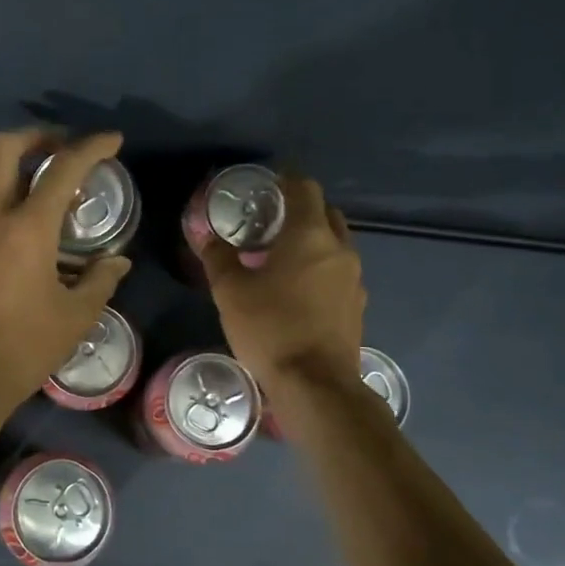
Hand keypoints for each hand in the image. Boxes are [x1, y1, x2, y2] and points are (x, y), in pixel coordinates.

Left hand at [0, 128, 132, 417]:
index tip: (111, 140)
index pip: (63, 169)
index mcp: (28, 229)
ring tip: (19, 175)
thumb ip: (100, 281)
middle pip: (3, 148)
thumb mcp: (76, 317)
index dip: (92, 147)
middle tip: (58, 148)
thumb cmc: (24, 348)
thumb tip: (117, 261)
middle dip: (36, 136)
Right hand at [201, 174, 364, 405]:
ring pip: (335, 244)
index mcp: (310, 236)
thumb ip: (218, 257)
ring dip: (312, 241)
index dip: (286, 179)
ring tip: (281, 256)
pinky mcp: (357, 306)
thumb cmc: (270, 329)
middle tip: (270, 220)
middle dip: (301, 209)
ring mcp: (354, 279)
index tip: (267, 183)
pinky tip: (297, 289)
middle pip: (325, 213)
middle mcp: (339, 249)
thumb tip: (207, 235)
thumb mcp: (230, 292)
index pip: (305, 188)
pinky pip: (338, 272)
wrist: (316, 386)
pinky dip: (320, 268)